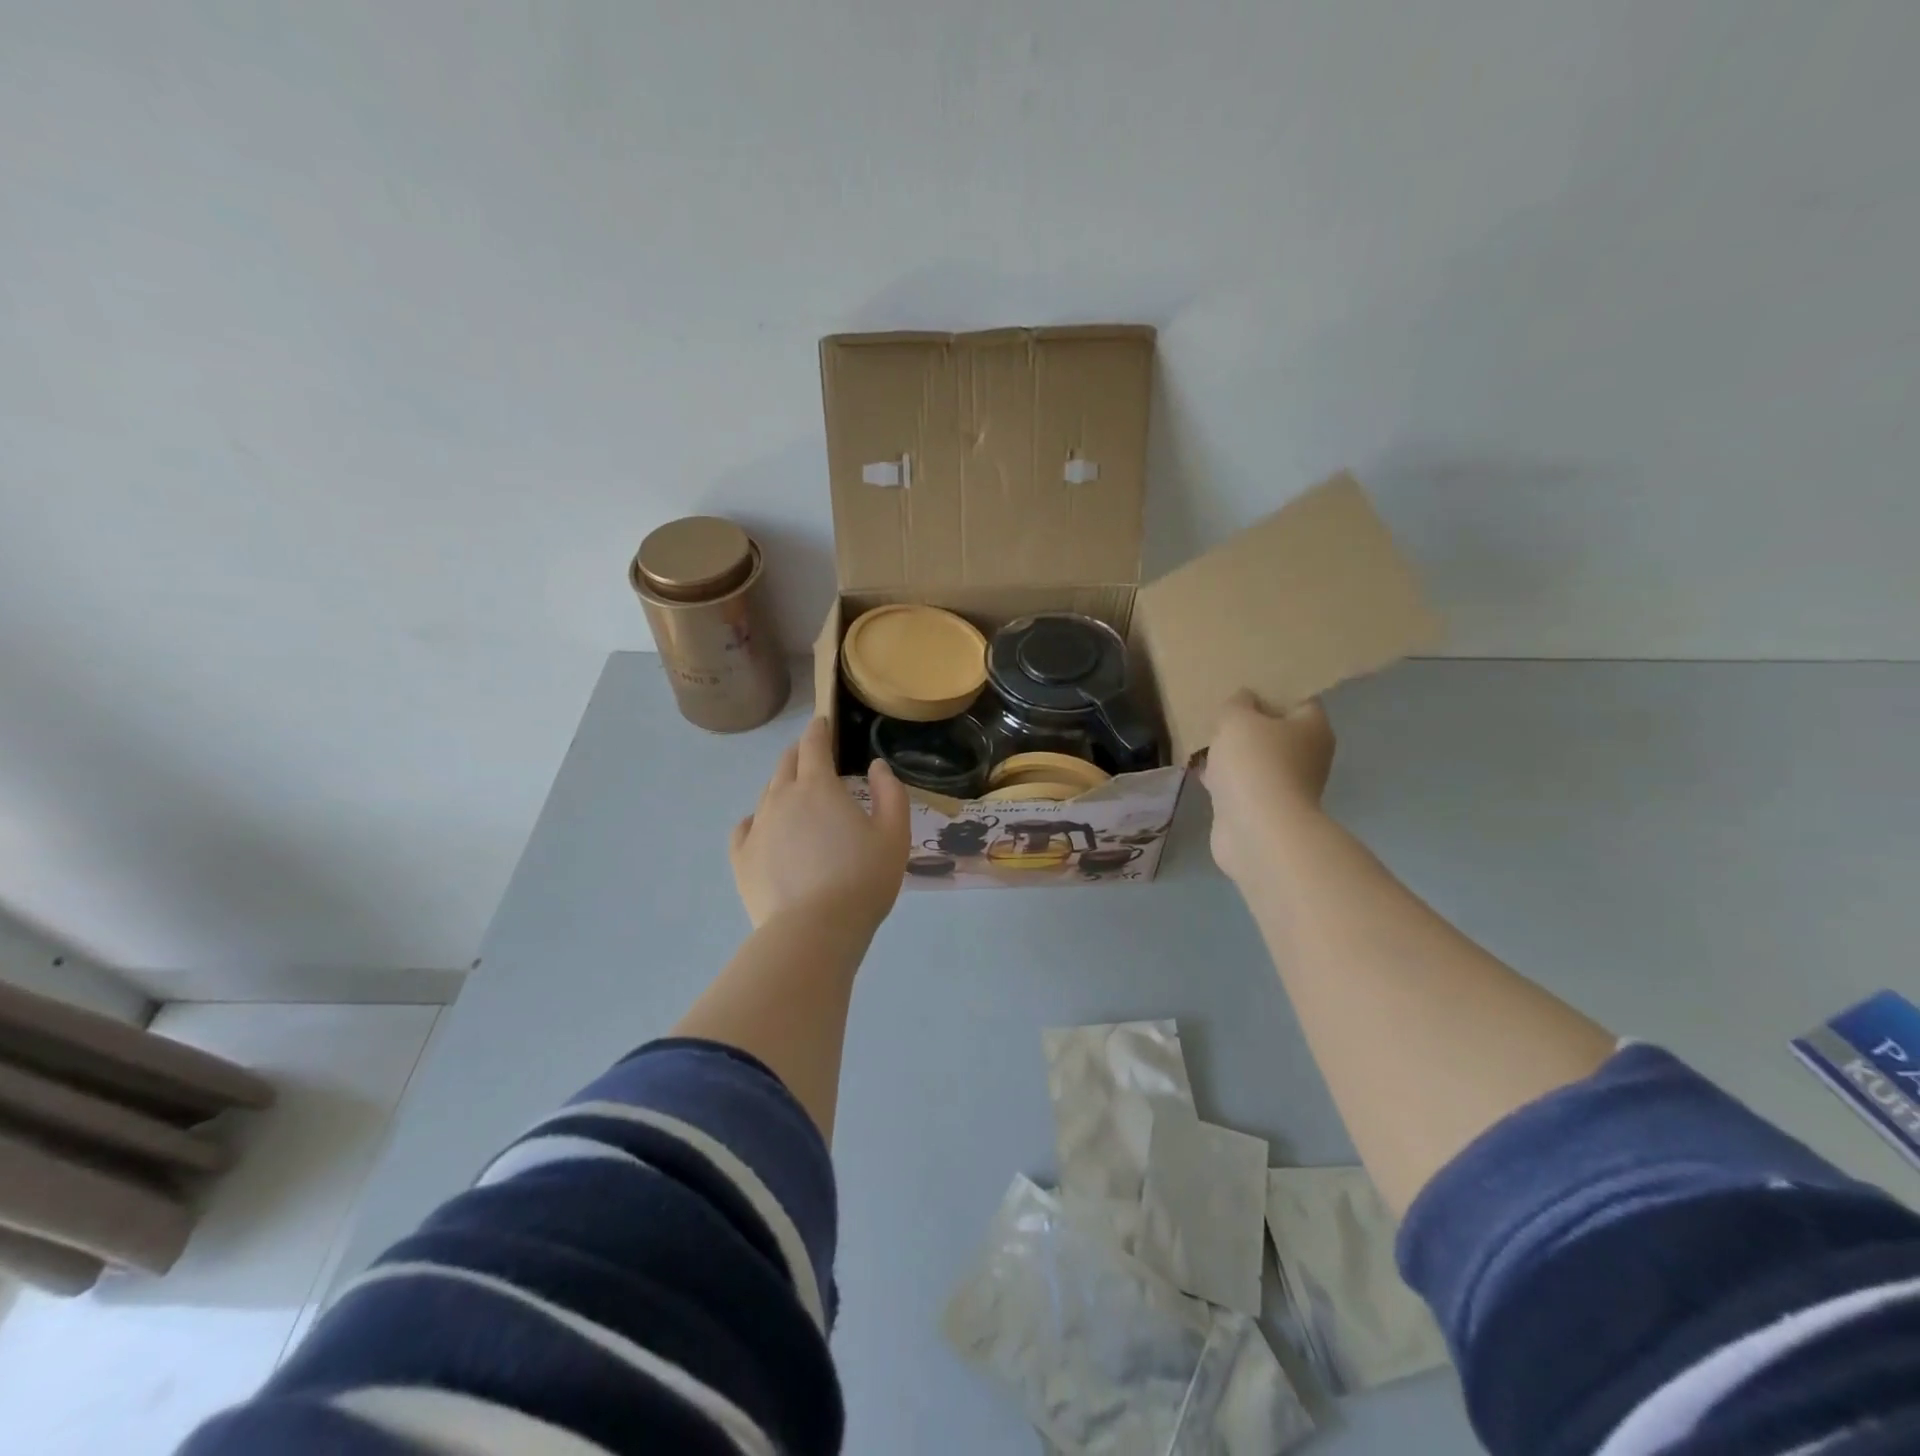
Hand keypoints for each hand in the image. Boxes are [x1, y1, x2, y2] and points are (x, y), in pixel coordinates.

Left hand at [729, 717, 910, 929]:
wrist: (815, 930)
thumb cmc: (862, 879)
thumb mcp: (894, 835)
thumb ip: (890, 793)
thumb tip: (876, 766)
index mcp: (818, 787)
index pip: (814, 745)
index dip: (819, 730)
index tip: (822, 723)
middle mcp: (781, 798)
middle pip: (785, 764)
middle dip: (799, 754)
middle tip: (812, 757)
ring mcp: (758, 827)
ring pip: (766, 794)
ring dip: (781, 787)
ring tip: (796, 797)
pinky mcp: (741, 858)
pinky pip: (745, 827)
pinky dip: (757, 820)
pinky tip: (765, 829)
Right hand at [1202, 690, 1335, 884]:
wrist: (1256, 830)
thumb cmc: (1255, 764)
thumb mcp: (1238, 719)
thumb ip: (1237, 703)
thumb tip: (1243, 701)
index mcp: (1312, 728)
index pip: (1298, 700)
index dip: (1271, 691)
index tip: (1242, 687)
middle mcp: (1306, 756)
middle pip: (1275, 731)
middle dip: (1248, 724)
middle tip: (1218, 713)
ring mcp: (1285, 786)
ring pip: (1256, 760)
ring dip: (1233, 753)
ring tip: (1202, 740)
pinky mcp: (1261, 809)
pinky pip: (1240, 784)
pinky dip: (1223, 778)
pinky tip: (1199, 770)